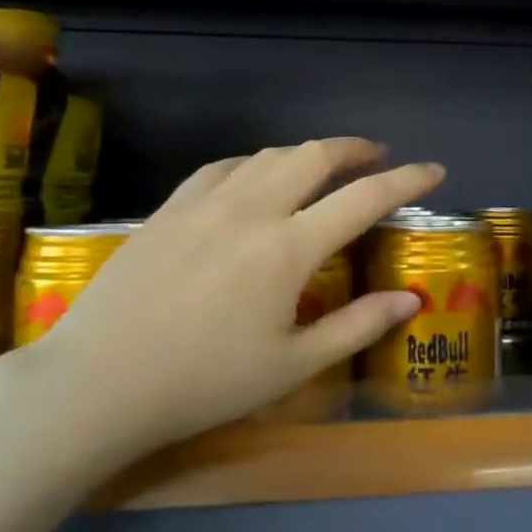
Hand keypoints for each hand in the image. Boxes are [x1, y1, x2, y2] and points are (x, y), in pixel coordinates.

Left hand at [0, 138, 443, 454]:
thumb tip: (410, 298)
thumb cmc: (204, 383)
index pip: (364, 197)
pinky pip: (222, 168)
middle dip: (356, 149)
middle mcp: (252, 210)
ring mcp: (205, 204)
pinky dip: (255, 163)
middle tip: (379, 156)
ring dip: (308, 152)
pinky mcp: (169, 209)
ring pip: (269, 156)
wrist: (98, 382)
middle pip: (315, 156)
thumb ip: (356, 326)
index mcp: (289, 248)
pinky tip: (255, 176)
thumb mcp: (292, 366)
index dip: (406, 180)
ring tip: (326, 164)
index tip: (434, 170)